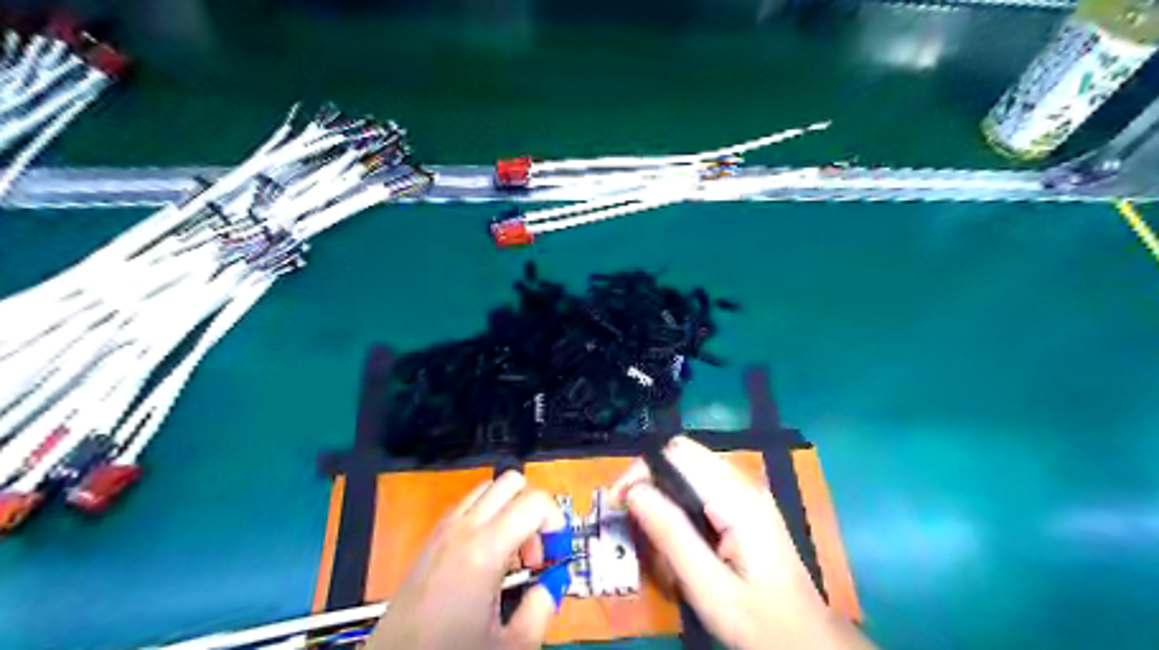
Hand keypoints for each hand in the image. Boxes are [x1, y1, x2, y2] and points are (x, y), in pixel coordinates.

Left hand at [370, 470, 570, 648]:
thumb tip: (552, 583)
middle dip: (534, 508)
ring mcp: (443, 530)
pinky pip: (468, 506)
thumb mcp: (512, 645)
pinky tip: (487, 559)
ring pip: (489, 488)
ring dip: (510, 510)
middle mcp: (462, 529)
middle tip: (535, 550)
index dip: (557, 522)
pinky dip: (488, 516)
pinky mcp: (430, 539)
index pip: (535, 500)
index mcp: (484, 549)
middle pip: (511, 481)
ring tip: (512, 554)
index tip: (556, 554)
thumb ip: (543, 606)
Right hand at [609, 437, 875, 648]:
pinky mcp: (746, 505)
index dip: (641, 470)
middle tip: (631, 516)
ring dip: (664, 490)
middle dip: (650, 478)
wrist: (809, 643)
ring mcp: (747, 492)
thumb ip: (671, 535)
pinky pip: (702, 485)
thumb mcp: (708, 587)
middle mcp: (743, 483)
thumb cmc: (760, 622)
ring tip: (652, 528)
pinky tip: (678, 532)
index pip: (677, 455)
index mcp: (737, 498)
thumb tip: (634, 492)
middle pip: (683, 455)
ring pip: (690, 468)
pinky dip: (680, 499)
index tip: (619, 503)